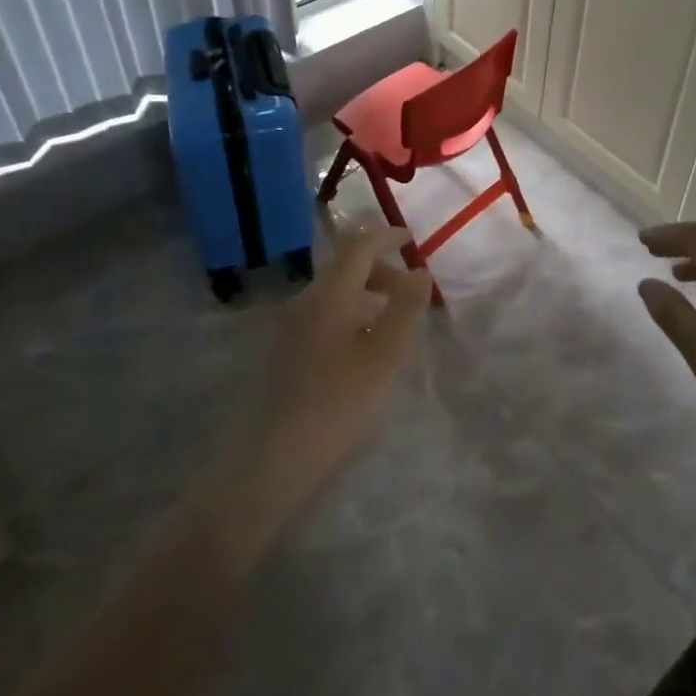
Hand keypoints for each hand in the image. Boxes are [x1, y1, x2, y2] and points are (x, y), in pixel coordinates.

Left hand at [230, 222, 431, 528]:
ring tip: (394, 324)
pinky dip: (352, 315)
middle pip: (345, 267)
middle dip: (381, 270)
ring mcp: (291, 326)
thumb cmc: (338, 403)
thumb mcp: (384, 356)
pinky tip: (365, 348)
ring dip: (367, 295)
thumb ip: (404, 309)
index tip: (412, 239)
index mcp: (328, 295)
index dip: (386, 236)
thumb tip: (420, 272)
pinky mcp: (286, 350)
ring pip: (335, 293)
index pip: (358, 246)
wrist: (275, 459)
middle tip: (411, 294)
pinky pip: (325, 315)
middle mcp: (305, 301)